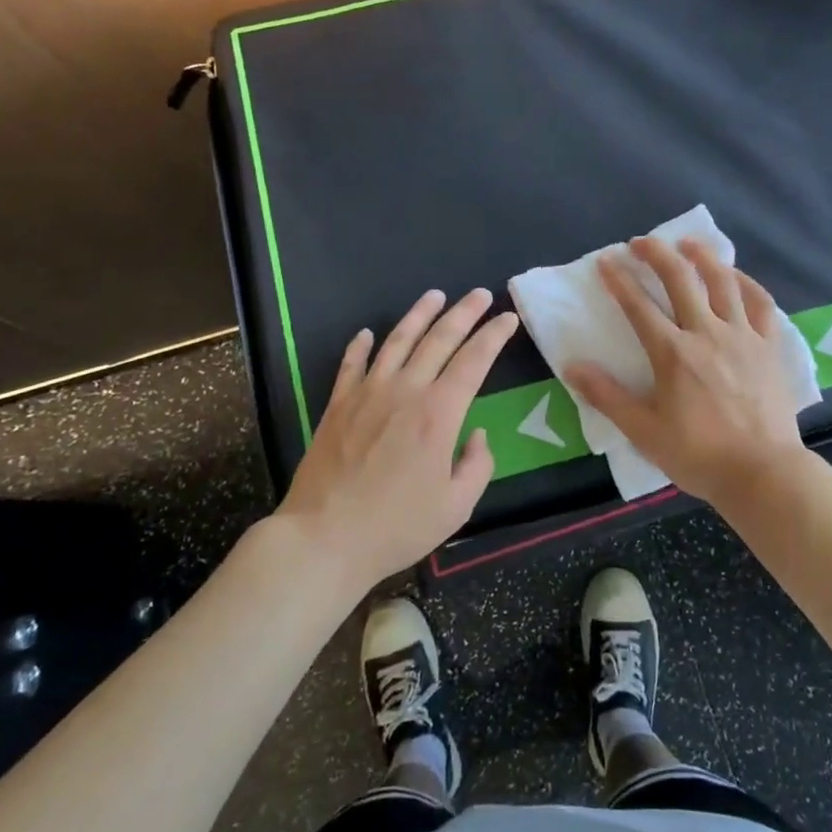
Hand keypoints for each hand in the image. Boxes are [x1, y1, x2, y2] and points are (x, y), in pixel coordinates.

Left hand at [277, 288, 517, 589]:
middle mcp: (405, 391)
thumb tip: (477, 435)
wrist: (324, 538)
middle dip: (464, 313)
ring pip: (397, 341)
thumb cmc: (396, 526)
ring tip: (435, 296)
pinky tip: (366, 333)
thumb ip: (477, 466)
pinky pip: (351, 365)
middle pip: (439, 339)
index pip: (474, 361)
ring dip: (419, 315)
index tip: (508, 318)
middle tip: (480, 294)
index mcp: (439, 414)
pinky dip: (360, 346)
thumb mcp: (456, 507)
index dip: (494, 336)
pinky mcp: (337, 405)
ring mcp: (367, 394)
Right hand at [568, 237, 806, 507]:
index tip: (605, 261)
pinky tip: (735, 275)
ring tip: (687, 243)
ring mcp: (743, 336)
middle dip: (657, 254)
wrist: (763, 472)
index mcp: (673, 353)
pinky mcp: (769, 346)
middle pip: (680, 279)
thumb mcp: (644, 431)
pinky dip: (746, 282)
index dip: (618, 280)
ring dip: (702, 256)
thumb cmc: (699, 455)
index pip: (638, 306)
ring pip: (722, 281)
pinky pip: (761, 303)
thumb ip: (608, 396)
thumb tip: (573, 367)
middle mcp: (707, 333)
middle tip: (640, 241)